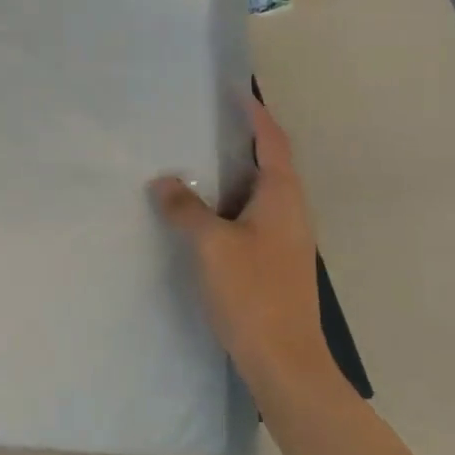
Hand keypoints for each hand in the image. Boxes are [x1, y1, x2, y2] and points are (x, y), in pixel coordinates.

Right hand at [151, 100, 328, 382]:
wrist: (285, 361)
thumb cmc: (252, 293)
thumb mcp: (211, 245)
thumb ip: (186, 209)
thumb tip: (164, 182)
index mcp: (282, 197)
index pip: (273, 142)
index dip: (256, 115)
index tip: (236, 93)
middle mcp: (290, 212)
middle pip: (269, 164)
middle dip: (241, 141)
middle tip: (205, 124)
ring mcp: (285, 239)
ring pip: (258, 193)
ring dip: (232, 175)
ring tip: (195, 164)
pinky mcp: (274, 261)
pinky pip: (251, 217)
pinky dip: (228, 204)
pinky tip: (202, 214)